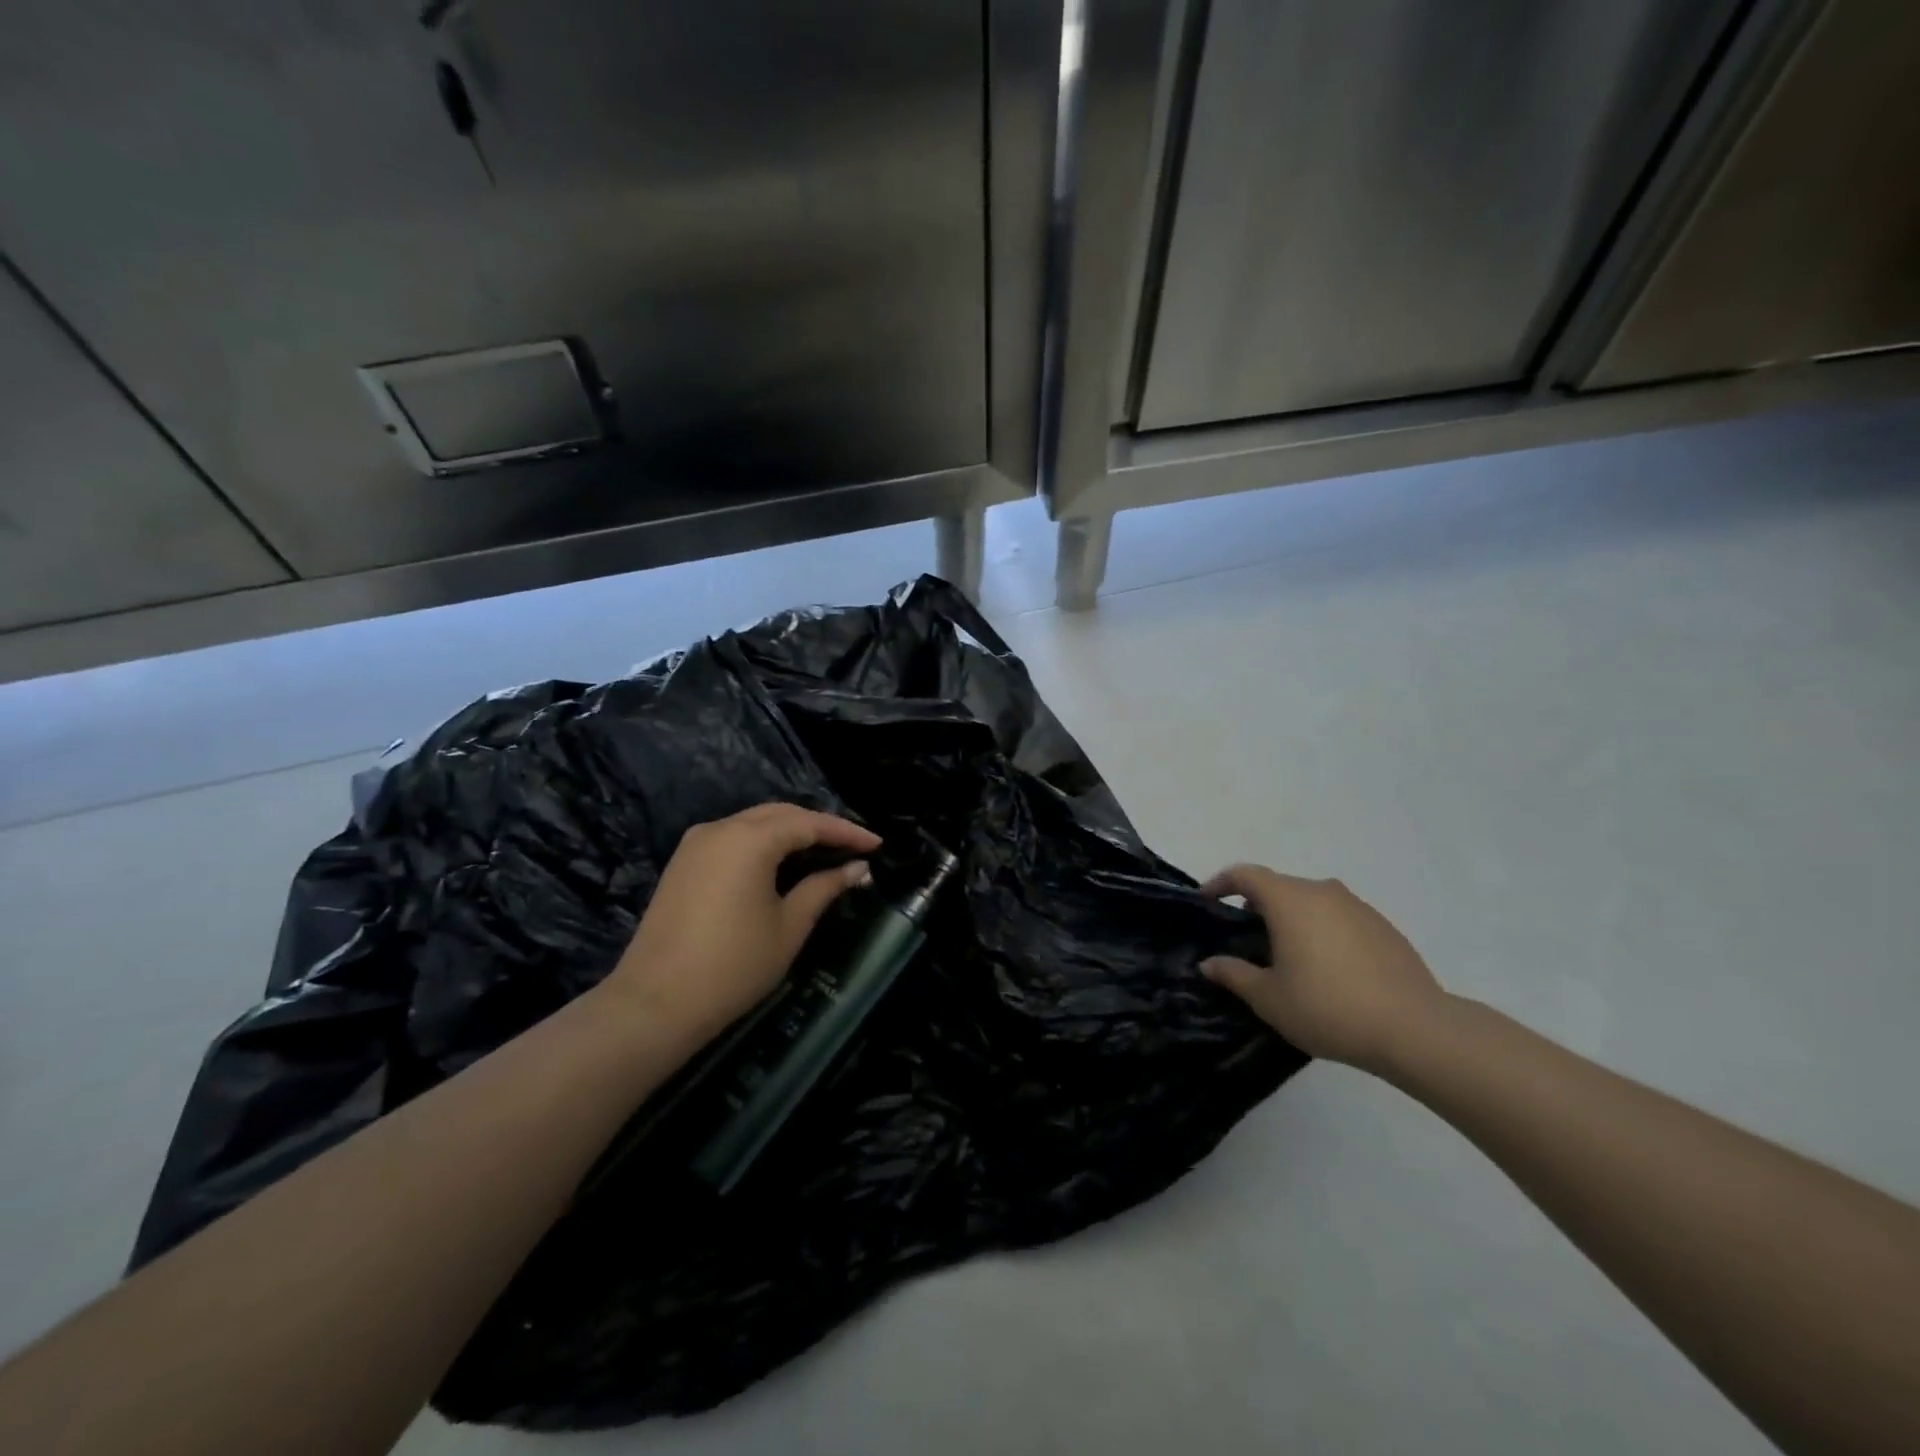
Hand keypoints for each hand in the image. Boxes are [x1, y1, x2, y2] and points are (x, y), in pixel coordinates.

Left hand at [606, 803, 880, 1046]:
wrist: (654, 1004)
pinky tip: (784, 863)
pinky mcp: (683, 862)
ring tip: (825, 853)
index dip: (846, 832)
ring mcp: (696, 843)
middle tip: (853, 848)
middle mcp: (720, 828)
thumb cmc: (732, 966)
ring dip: (791, 832)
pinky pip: (734, 838)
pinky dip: (764, 843)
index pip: (809, 822)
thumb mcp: (789, 926)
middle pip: (781, 814)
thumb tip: (857, 868)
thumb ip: (824, 888)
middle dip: (820, 826)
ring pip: (755, 823)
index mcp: (749, 839)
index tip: (877, 844)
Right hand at [1200, 865, 1446, 1071]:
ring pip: (1312, 902)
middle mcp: (1323, 892)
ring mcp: (1358, 907)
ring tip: (1287, 956)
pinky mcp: (1384, 928)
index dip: (1221, 883)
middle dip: (1257, 906)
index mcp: (1289, 900)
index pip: (1245, 875)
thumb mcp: (1269, 999)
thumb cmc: (1328, 1007)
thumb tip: (1208, 963)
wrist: (1415, 1030)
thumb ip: (1234, 975)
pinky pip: (1339, 918)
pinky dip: (1322, 931)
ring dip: (1292, 919)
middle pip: (1279, 887)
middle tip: (1245, 939)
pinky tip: (1327, 969)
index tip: (1207, 900)